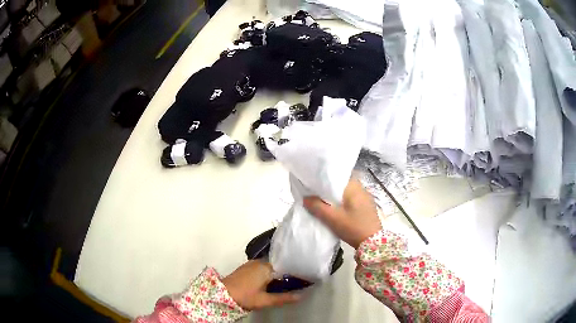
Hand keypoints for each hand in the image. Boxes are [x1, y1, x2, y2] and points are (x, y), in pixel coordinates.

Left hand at [222, 260, 300, 309]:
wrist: (221, 294)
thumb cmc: (245, 296)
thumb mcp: (265, 300)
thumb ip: (283, 298)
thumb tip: (301, 296)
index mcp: (266, 267)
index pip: (285, 268)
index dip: (293, 276)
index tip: (300, 283)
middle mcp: (259, 262)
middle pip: (277, 268)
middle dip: (283, 277)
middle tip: (291, 288)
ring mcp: (251, 264)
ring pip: (268, 269)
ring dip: (274, 277)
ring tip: (280, 287)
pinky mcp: (245, 268)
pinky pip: (260, 269)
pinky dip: (266, 276)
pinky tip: (267, 285)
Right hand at [304, 178, 380, 248]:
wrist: (372, 243)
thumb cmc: (353, 227)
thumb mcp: (332, 218)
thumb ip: (317, 207)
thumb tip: (305, 198)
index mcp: (354, 187)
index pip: (338, 176)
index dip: (326, 179)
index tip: (315, 184)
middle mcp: (362, 189)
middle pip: (343, 185)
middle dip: (330, 189)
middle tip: (317, 194)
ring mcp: (366, 198)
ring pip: (348, 193)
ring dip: (337, 196)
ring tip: (325, 202)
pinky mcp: (367, 208)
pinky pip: (353, 200)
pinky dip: (344, 202)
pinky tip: (338, 210)